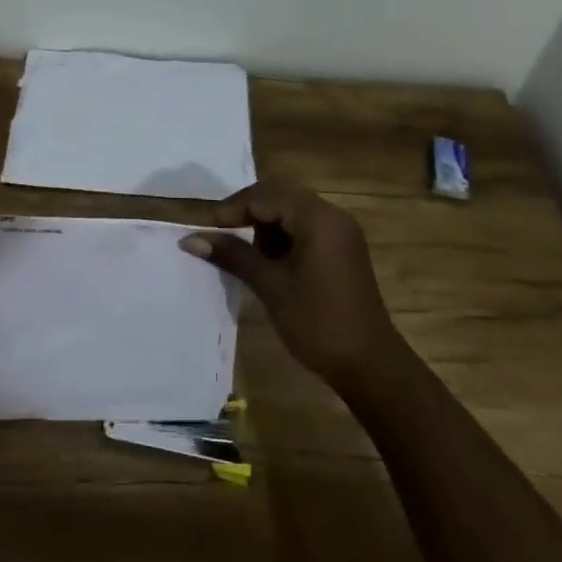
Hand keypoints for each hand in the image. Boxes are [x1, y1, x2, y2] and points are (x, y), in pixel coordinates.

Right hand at [181, 179, 404, 397]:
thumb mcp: (271, 287)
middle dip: (248, 212)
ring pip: (292, 210)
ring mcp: (340, 231)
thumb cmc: (318, 323)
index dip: (232, 208)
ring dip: (265, 225)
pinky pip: (305, 226)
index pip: (265, 195)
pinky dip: (283, 236)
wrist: (371, 366)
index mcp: (318, 218)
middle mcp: (332, 215)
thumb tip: (191, 239)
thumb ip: (233, 255)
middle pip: (279, 195)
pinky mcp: (342, 248)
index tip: (207, 230)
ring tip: (247, 256)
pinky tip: (270, 263)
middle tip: (222, 236)